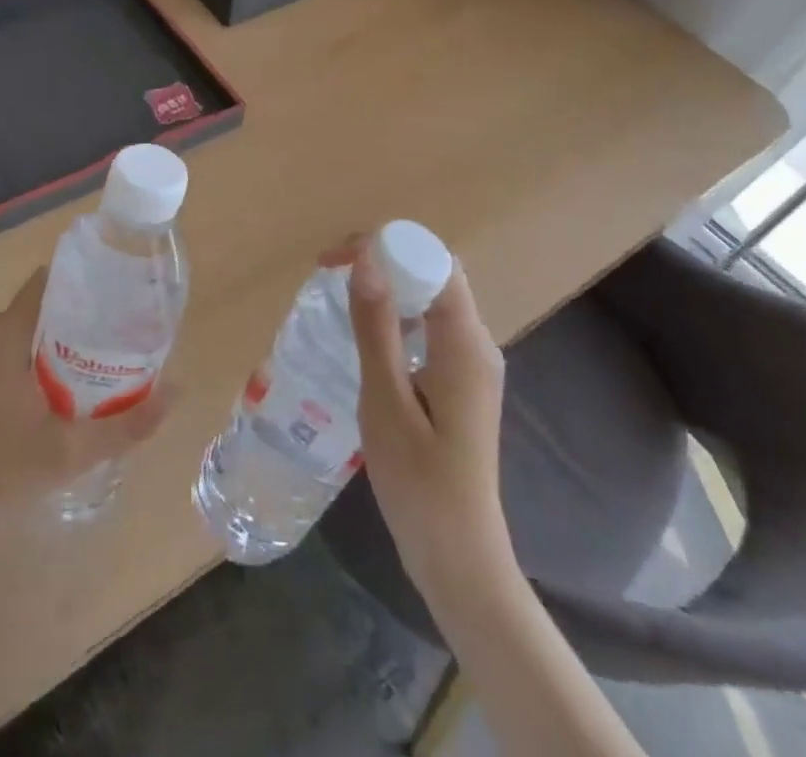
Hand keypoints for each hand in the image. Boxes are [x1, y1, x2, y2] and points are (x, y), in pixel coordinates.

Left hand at [0, 266, 169, 557]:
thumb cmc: (0, 471)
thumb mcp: (71, 450)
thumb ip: (128, 422)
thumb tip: (179, 389)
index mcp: (4, 331)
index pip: (51, 282)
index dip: (88, 283)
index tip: (123, 295)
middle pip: (43, 305)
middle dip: (83, 314)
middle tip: (124, 331)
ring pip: (28, 329)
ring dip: (62, 338)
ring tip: (105, 356)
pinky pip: (12, 348)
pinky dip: (40, 356)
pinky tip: (67, 384)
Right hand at [338, 235, 515, 616]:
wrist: (460, 560)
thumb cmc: (419, 482)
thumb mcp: (386, 400)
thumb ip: (377, 326)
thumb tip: (365, 257)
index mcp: (465, 342)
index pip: (432, 260)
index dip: (384, 245)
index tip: (333, 260)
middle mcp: (477, 343)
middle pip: (433, 274)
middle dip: (382, 261)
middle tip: (329, 274)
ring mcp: (471, 365)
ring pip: (430, 300)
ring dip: (387, 288)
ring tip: (340, 299)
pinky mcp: (460, 384)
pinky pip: (429, 328)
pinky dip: (396, 317)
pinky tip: (366, 339)